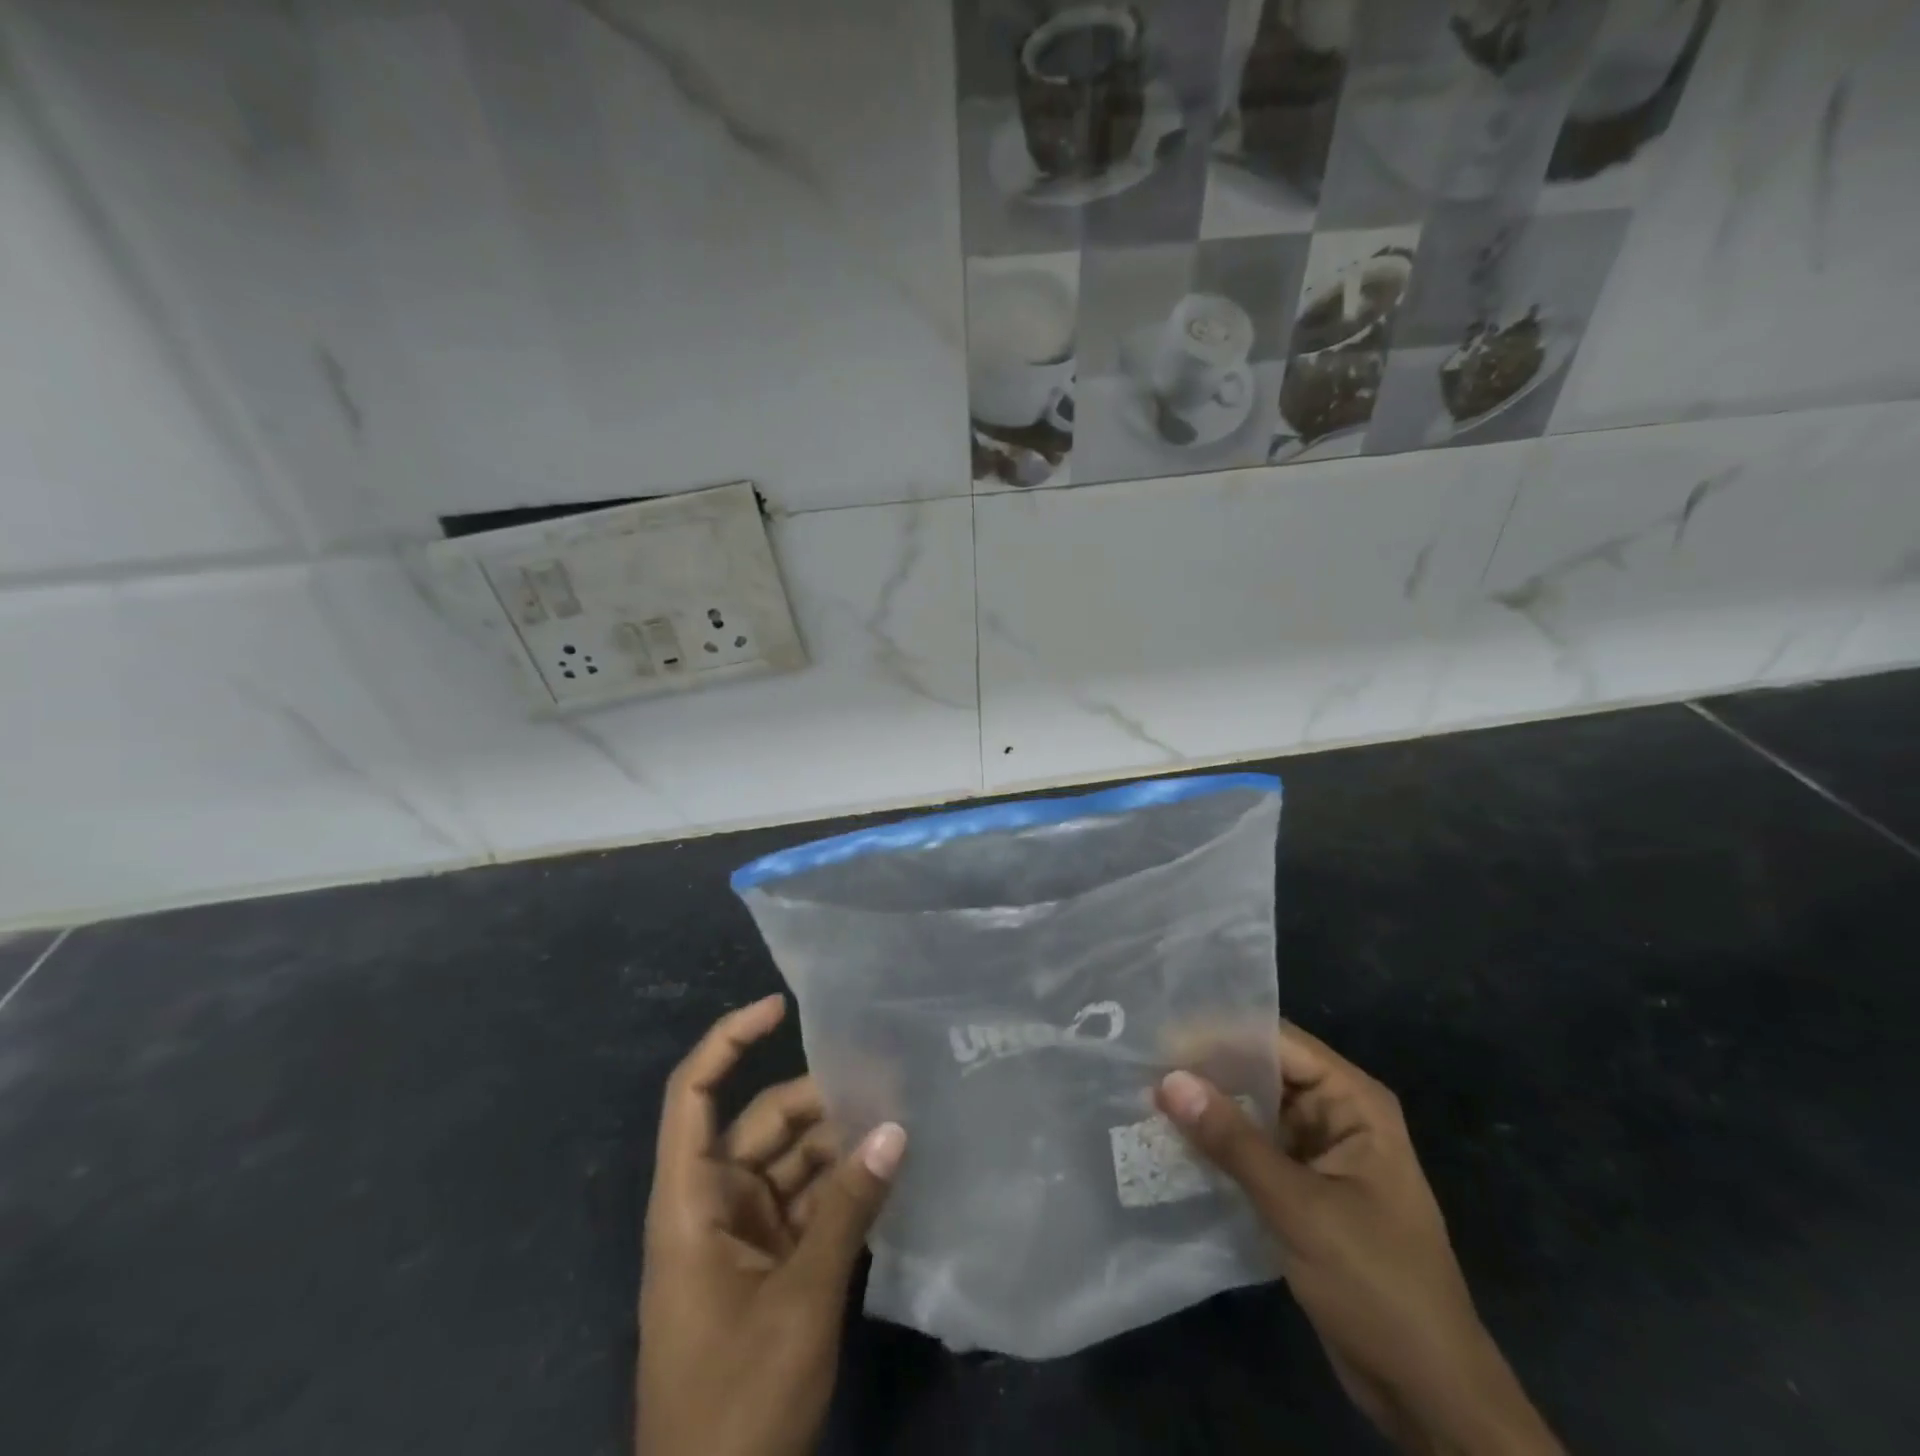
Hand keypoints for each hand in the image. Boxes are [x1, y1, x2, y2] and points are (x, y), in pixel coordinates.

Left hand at [637, 995, 906, 1455]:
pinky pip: (805, 1205)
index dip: (729, 1041)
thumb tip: (895, 1130)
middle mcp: (711, 1206)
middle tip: (885, 1082)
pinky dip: (842, 1190)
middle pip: (760, 1124)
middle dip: (818, 1102)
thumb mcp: (799, 1300)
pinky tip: (887, 1174)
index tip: (781, 1007)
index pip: (692, 1096)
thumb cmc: (736, 1402)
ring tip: (898, 1122)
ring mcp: (740, 1237)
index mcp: (690, 1202)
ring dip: (838, 1147)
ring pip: (789, 1164)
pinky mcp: (767, 1267)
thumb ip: (848, 1208)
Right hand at [1157, 1023, 1562, 1455]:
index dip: (1220, 1035)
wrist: (1428, 1395)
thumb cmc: (1378, 1286)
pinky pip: (1251, 1149)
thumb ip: (1232, 1141)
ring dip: (1207, 1108)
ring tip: (1143, 1094)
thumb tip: (1168, 1079)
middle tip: (1140, 1064)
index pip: (1277, 1043)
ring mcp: (1318, 1153)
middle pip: (1261, 1073)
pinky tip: (1171, 1141)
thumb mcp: (1300, 1208)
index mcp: (1353, 1102)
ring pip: (1252, 1111)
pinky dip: (1216, 1145)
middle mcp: (1336, 1115)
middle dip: (1206, 1071)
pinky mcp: (1301, 1189)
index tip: (1160, 1036)